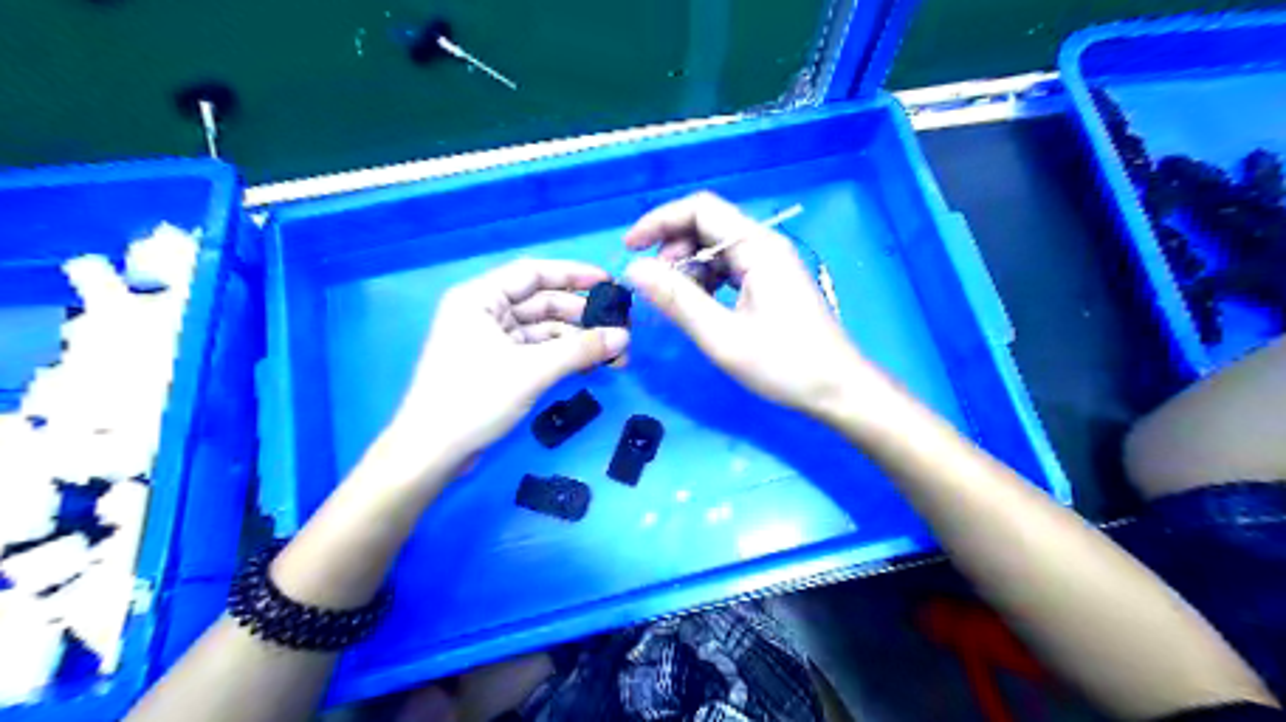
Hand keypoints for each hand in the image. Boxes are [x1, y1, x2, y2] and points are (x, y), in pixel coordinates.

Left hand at [391, 258, 631, 462]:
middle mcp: (485, 312)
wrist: (432, 453)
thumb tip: (625, 337)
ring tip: (614, 354)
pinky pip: (537, 351)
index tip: (610, 284)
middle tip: (621, 328)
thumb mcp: (532, 370)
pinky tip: (590, 366)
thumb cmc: (474, 398)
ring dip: (576, 340)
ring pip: (543, 330)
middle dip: (581, 316)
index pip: (534, 273)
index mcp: (480, 298)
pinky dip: (562, 357)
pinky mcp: (497, 366)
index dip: (574, 275)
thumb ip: (580, 349)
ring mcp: (490, 340)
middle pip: (542, 302)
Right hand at [624, 192, 873, 418]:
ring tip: (673, 301)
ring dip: (687, 267)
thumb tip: (634, 270)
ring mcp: (770, 264)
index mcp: (757, 247)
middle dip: (672, 248)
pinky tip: (697, 307)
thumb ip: (677, 299)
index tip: (630, 248)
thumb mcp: (722, 335)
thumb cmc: (783, 364)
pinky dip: (705, 281)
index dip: (660, 221)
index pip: (700, 209)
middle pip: (708, 226)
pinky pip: (729, 269)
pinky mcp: (771, 283)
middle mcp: (764, 246)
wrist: (837, 389)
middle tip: (652, 285)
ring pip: (716, 249)